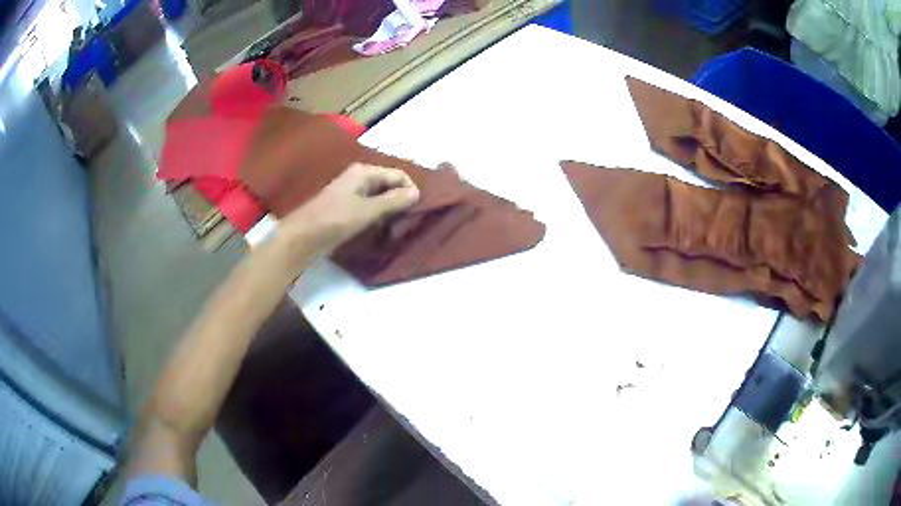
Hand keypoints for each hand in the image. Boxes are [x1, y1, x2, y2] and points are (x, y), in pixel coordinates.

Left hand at [278, 163, 419, 254]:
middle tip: (408, 223)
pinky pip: (370, 209)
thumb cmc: (335, 220)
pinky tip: (383, 230)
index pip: (398, 175)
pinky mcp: (347, 209)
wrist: (302, 238)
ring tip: (397, 229)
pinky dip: (379, 217)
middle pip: (390, 185)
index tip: (419, 211)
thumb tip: (417, 192)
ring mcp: (352, 194)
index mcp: (364, 172)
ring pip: (381, 198)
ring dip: (390, 212)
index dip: (410, 190)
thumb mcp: (367, 210)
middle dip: (401, 202)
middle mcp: (359, 178)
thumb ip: (394, 201)